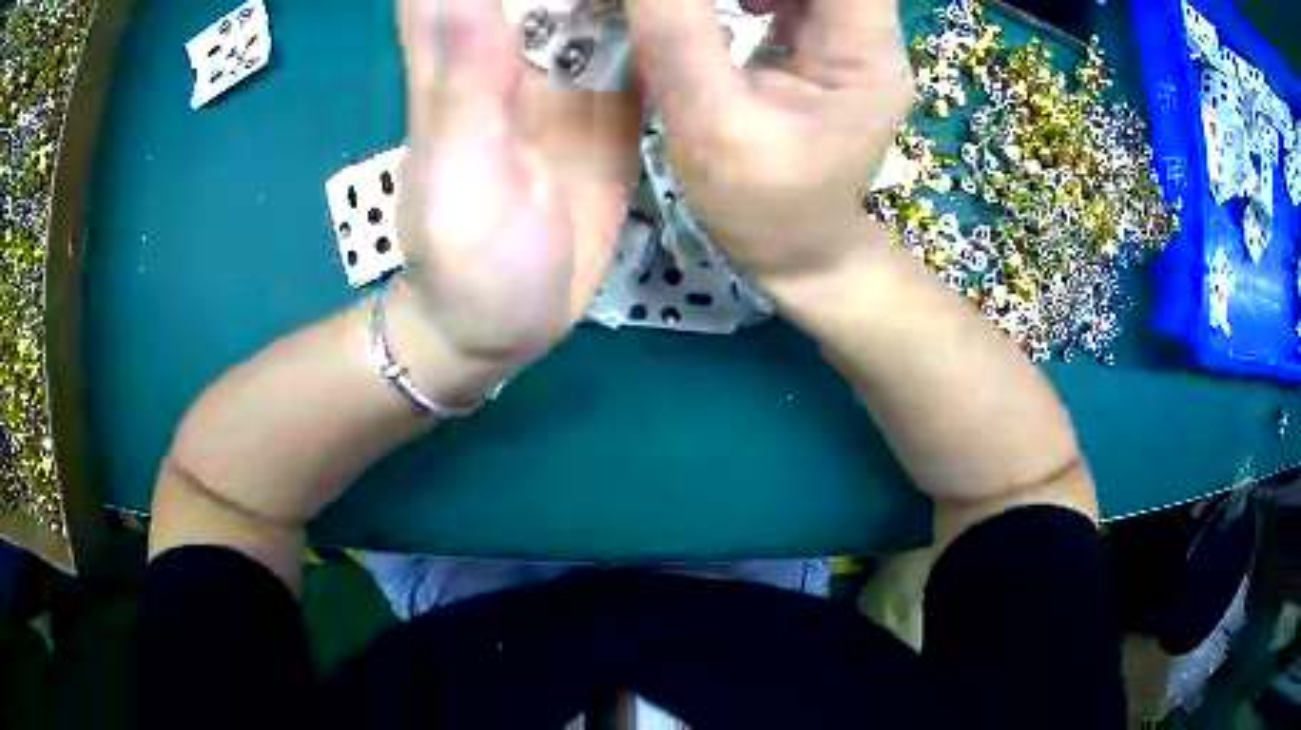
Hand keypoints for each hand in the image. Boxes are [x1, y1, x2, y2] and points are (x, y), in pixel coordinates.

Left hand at [396, 0, 641, 368]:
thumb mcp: (460, 179)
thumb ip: (461, 83)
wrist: (501, 324)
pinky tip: (702, 1)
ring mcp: (567, 71)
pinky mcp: (610, 100)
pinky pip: (639, 40)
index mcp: (461, 58)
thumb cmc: (467, 266)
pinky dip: (665, 12)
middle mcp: (511, 48)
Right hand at [629, 0, 912, 284]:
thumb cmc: (762, 206)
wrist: (798, 249)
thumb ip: (678, 34)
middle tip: (696, 3)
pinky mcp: (823, 45)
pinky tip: (733, 7)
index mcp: (864, 54)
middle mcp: (869, 37)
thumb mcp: (711, 123)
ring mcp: (848, 40)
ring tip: (720, 5)